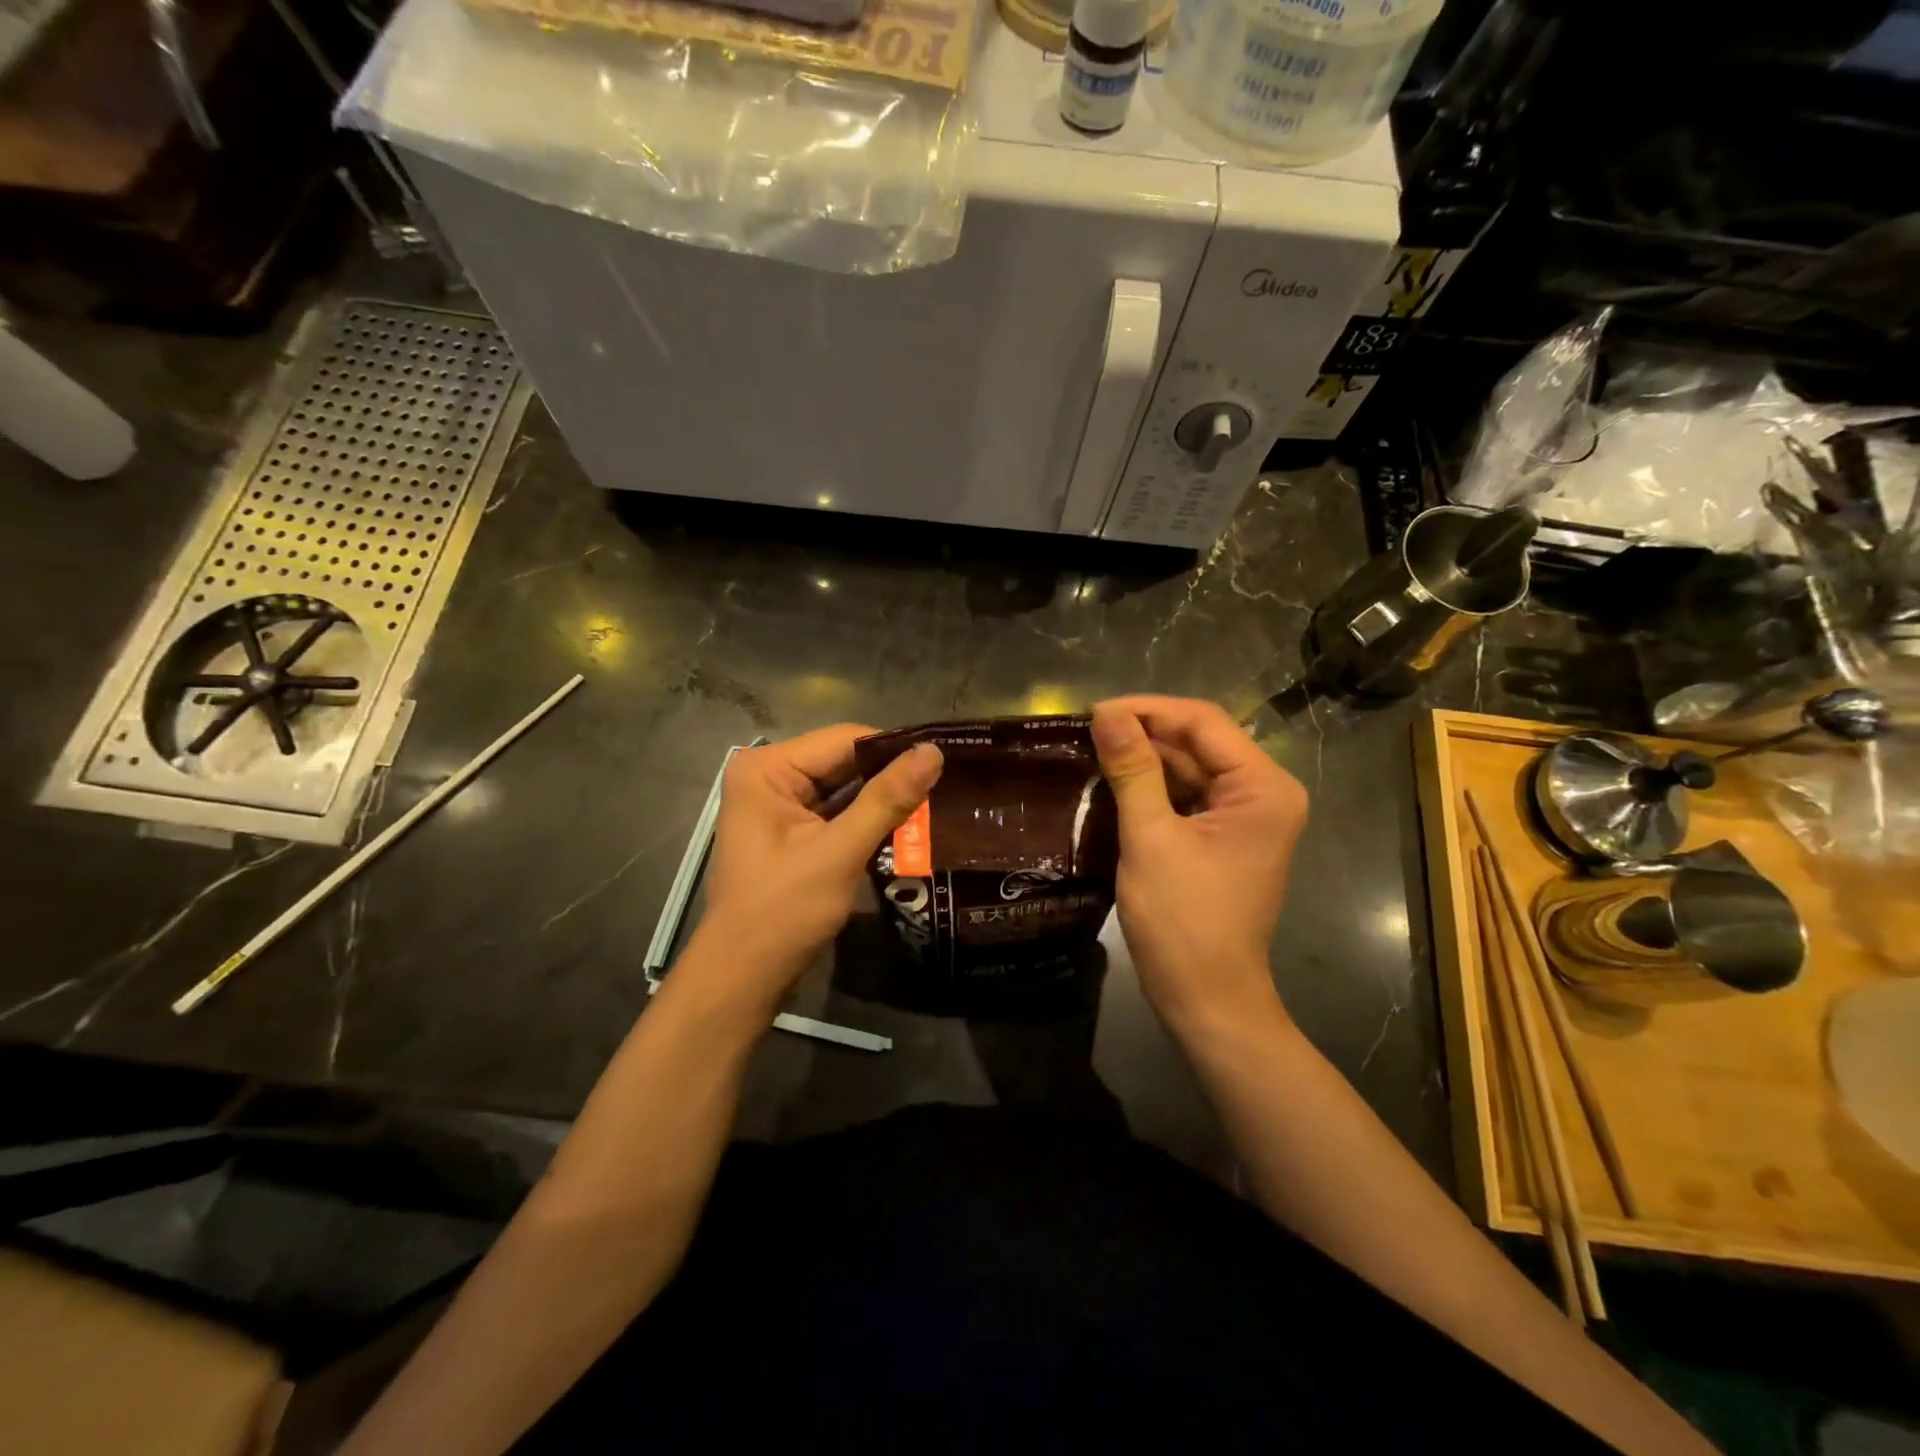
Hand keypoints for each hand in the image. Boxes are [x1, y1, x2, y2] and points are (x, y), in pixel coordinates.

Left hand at [692, 725, 943, 1009]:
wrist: (744, 976)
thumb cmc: (784, 912)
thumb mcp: (839, 852)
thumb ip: (887, 799)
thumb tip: (934, 752)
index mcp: (767, 768)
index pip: (845, 739)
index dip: (894, 749)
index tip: (944, 761)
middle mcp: (769, 774)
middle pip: (844, 760)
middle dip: (890, 775)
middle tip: (947, 783)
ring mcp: (779, 803)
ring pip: (845, 786)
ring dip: (883, 797)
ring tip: (937, 800)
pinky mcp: (791, 829)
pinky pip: (838, 809)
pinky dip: (868, 817)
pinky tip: (907, 823)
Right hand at [1090, 696, 1307, 1033]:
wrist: (1206, 999)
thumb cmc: (1182, 921)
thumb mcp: (1151, 839)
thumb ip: (1132, 770)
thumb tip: (1106, 714)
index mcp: (1263, 788)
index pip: (1203, 722)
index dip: (1147, 710)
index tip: (1094, 713)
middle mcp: (1264, 793)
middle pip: (1199, 742)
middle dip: (1144, 734)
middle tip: (1086, 733)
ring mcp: (1246, 817)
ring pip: (1191, 768)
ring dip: (1145, 761)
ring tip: (1092, 753)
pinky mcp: (1226, 838)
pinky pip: (1188, 797)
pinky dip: (1153, 789)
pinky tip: (1114, 785)